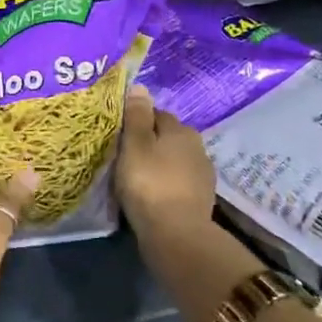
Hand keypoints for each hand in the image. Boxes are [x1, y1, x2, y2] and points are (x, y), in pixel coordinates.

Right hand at [114, 85, 215, 243]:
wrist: (176, 234)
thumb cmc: (149, 183)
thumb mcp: (135, 145)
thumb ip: (137, 116)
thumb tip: (140, 86)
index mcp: (181, 130)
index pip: (157, 114)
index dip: (137, 121)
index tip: (119, 134)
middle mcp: (197, 147)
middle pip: (168, 137)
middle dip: (150, 142)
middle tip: (125, 156)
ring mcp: (202, 175)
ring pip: (174, 160)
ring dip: (159, 164)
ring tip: (137, 177)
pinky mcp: (201, 199)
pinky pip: (178, 182)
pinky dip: (166, 184)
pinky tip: (152, 194)